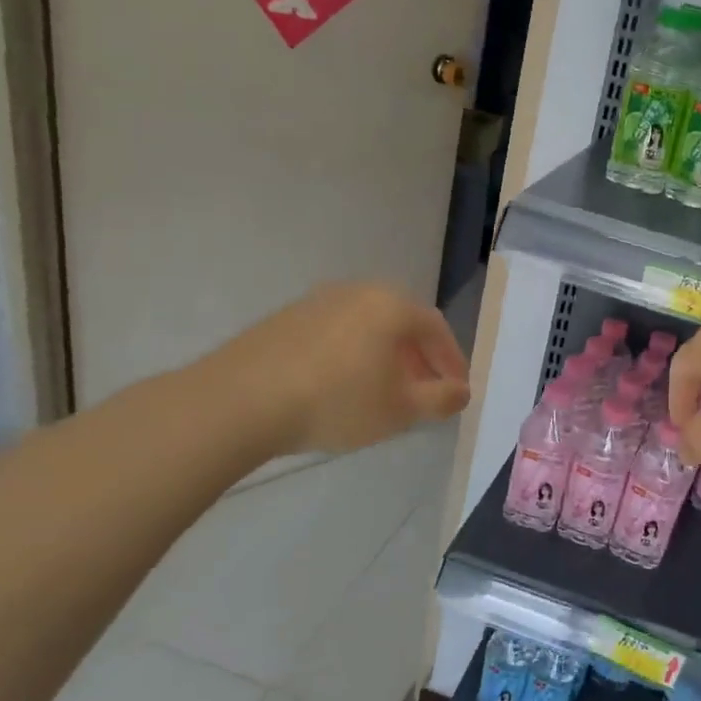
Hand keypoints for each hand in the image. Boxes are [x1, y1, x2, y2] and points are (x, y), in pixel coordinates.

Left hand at [210, 283, 470, 455]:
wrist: (239, 401)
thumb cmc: (336, 401)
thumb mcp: (400, 409)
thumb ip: (440, 399)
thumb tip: (461, 391)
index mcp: (391, 305)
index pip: (436, 328)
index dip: (452, 361)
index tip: (456, 390)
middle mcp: (357, 292)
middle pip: (401, 324)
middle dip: (418, 359)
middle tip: (424, 391)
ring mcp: (316, 302)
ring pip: (366, 328)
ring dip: (384, 358)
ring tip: (383, 393)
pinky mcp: (284, 319)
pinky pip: (334, 334)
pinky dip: (350, 357)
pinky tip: (340, 388)